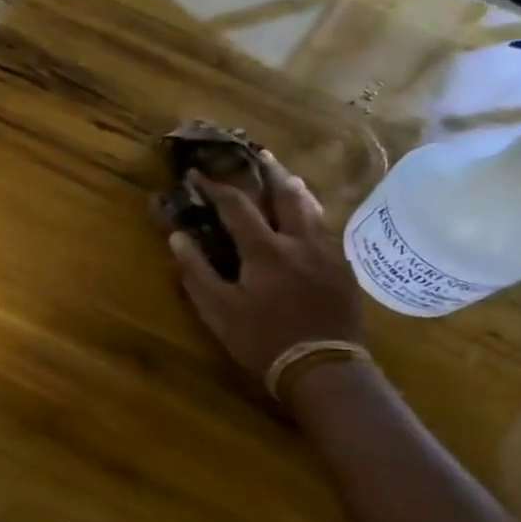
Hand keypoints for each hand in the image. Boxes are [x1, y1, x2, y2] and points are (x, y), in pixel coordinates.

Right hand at [169, 152, 363, 385]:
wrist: (324, 366)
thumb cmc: (262, 340)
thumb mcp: (219, 311)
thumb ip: (197, 272)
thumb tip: (176, 237)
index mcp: (265, 250)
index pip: (237, 206)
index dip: (215, 187)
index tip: (197, 175)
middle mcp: (300, 241)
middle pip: (286, 194)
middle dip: (268, 172)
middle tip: (258, 155)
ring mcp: (327, 253)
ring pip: (312, 209)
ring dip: (294, 189)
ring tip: (286, 177)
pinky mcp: (344, 269)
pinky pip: (326, 230)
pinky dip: (311, 215)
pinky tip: (308, 221)